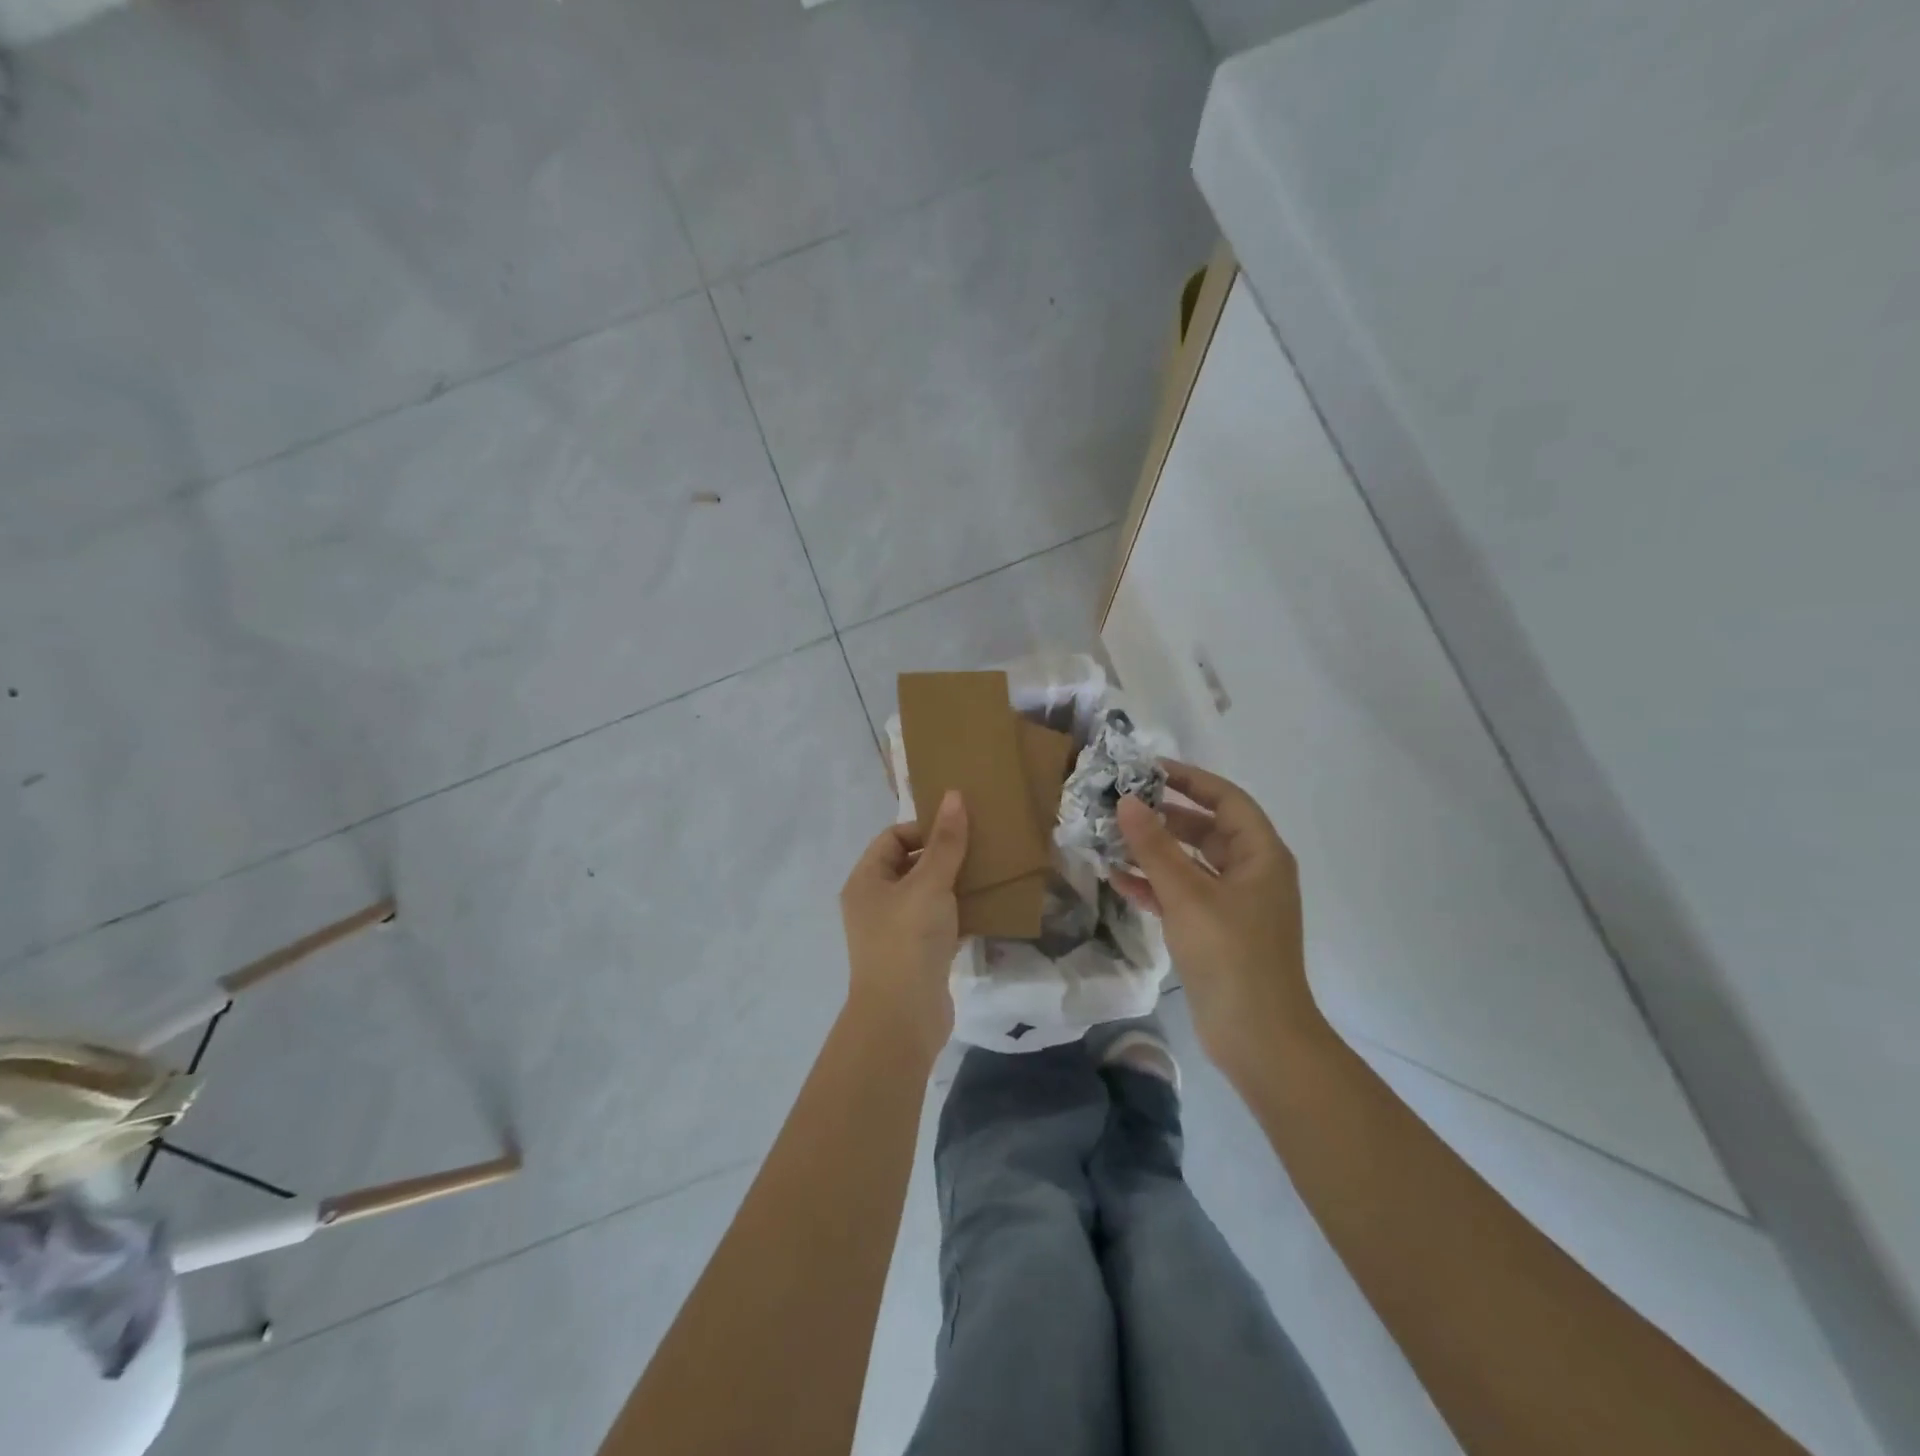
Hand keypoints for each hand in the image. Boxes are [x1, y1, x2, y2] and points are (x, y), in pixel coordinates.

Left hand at [839, 791, 968, 1063]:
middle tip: (981, 848)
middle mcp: (875, 903)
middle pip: (911, 865)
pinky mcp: (917, 955)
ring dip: (955, 884)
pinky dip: (959, 914)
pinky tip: (987, 908)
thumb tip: (954, 795)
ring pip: (927, 895)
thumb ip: (945, 842)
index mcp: (866, 881)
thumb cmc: (908, 940)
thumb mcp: (929, 884)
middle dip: (944, 855)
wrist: (902, 1018)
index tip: (961, 830)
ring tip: (989, 874)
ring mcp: (895, 931)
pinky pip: (939, 923)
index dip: (925, 829)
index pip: (893, 838)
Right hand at [1113, 762, 1324, 1072]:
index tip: (1148, 770)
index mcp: (1261, 855)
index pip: (1226, 799)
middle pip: (1206, 829)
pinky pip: (1183, 894)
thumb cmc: (1230, 954)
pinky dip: (1156, 886)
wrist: (1258, 1037)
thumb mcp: (1187, 894)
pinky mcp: (1216, 931)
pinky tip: (1119, 881)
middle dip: (1164, 816)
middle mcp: (1251, 873)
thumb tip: (1127, 801)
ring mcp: (1234, 904)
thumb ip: (1154, 846)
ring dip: (1155, 852)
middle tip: (1121, 804)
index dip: (1189, 780)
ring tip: (1112, 838)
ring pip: (1190, 863)